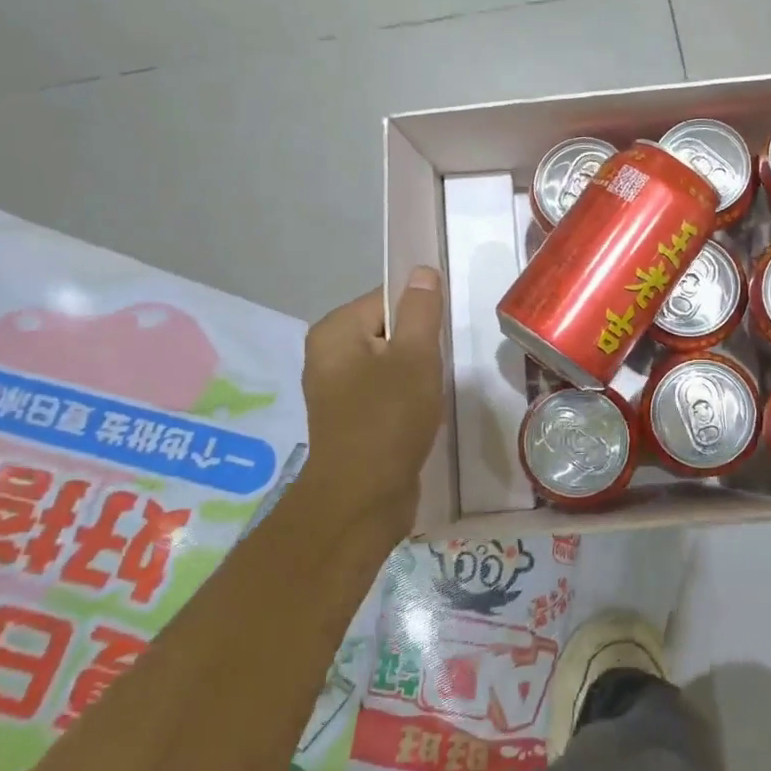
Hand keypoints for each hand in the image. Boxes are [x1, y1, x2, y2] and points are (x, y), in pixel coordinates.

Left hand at [299, 268, 446, 542]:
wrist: (363, 499)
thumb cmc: (388, 418)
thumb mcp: (414, 356)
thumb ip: (421, 310)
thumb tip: (421, 271)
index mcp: (334, 331)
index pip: (387, 298)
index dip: (420, 314)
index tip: (441, 339)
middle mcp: (328, 354)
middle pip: (388, 329)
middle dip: (420, 345)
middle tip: (439, 368)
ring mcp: (337, 389)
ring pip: (390, 363)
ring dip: (416, 373)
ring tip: (432, 393)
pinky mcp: (351, 418)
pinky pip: (385, 391)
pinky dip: (406, 397)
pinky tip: (421, 414)